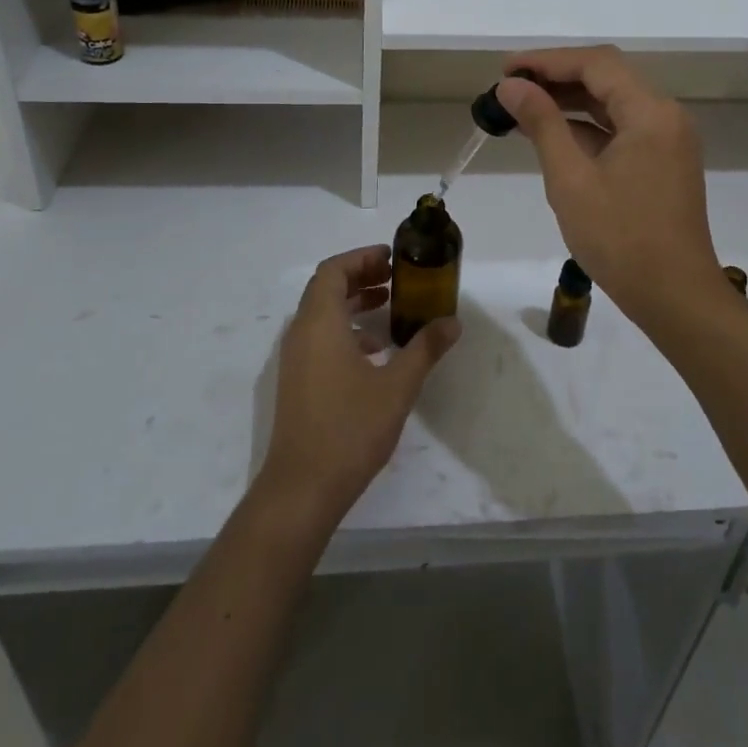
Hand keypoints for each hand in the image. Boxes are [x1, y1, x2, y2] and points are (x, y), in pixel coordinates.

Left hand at [258, 245, 461, 524]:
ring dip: (353, 303)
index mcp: (320, 322)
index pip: (334, 270)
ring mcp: (294, 359)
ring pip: (322, 314)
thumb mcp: (397, 386)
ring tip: (389, 309)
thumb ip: (425, 349)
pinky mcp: (296, 381)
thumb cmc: (350, 428)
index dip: (361, 258)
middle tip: (395, 279)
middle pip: (326, 287)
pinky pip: (319, 338)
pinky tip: (374, 352)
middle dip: (360, 277)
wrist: (302, 488)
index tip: (392, 259)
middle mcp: (301, 332)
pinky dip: (345, 331)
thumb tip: (452, 322)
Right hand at [496, 47, 726, 330]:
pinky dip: (587, 126)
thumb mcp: (571, 179)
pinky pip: (621, 128)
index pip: (595, 63)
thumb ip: (542, 123)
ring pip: (613, 103)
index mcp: (650, 112)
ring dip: (569, 101)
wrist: (676, 298)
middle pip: (606, 77)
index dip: (547, 60)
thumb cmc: (621, 239)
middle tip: (509, 87)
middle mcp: (665, 115)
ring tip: (521, 107)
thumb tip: (510, 86)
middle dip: (556, 77)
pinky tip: (552, 134)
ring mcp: (668, 139)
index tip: (505, 69)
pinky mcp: (663, 161)